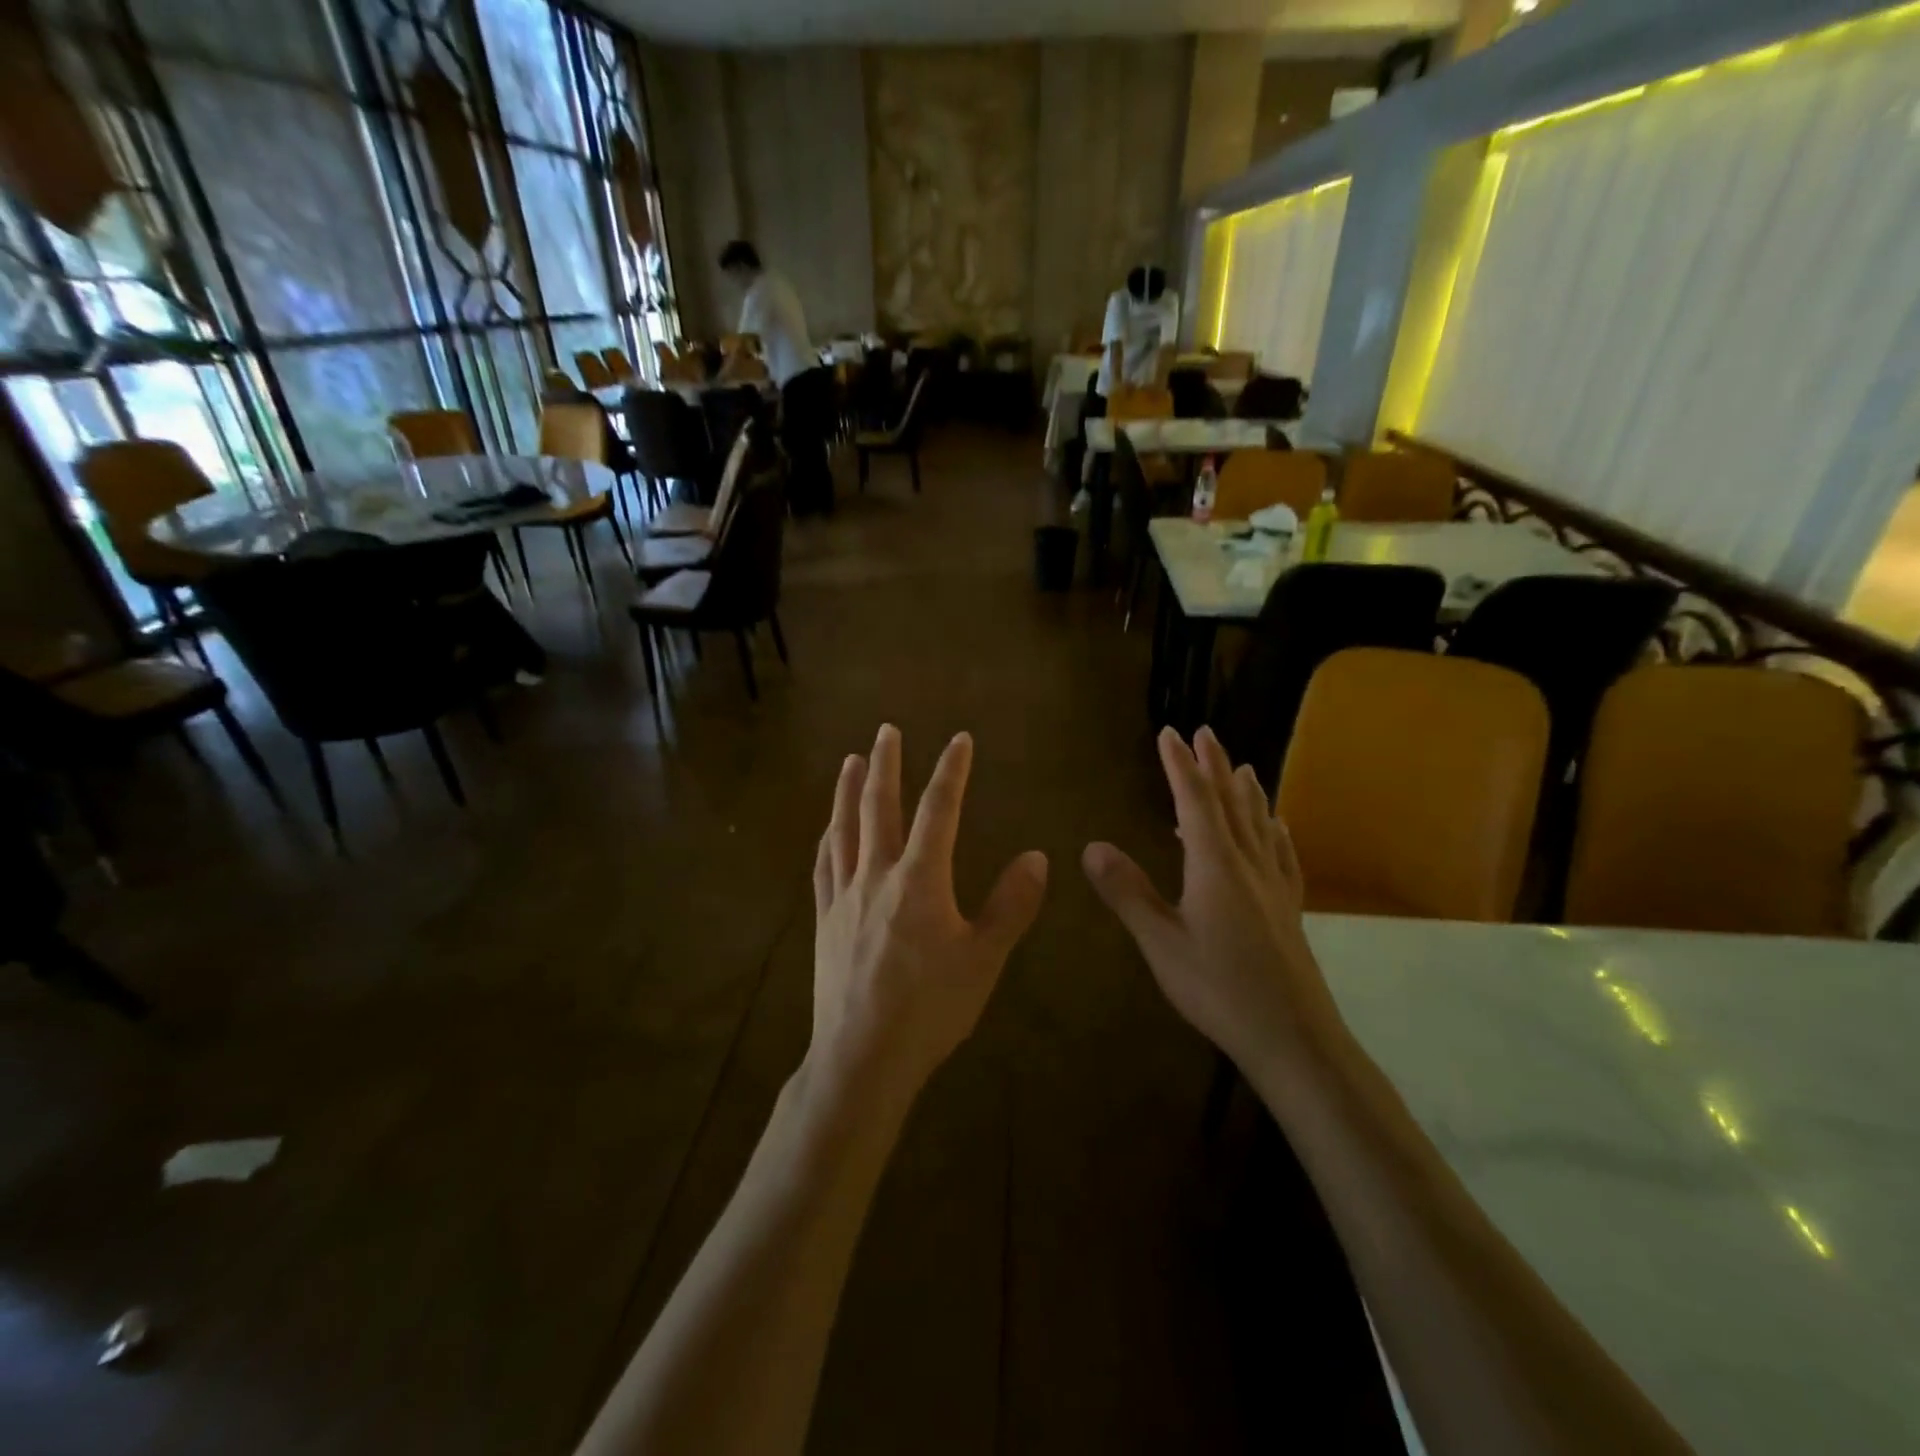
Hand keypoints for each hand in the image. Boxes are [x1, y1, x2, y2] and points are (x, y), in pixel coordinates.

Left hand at [809, 725, 1047, 1104]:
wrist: (863, 1057)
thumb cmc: (930, 1008)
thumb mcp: (984, 960)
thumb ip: (1011, 905)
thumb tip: (1037, 856)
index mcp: (919, 880)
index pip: (938, 811)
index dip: (951, 772)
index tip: (959, 740)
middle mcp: (877, 875)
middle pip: (879, 807)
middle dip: (886, 765)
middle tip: (886, 730)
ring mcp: (844, 897)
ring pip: (844, 829)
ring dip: (849, 791)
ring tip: (853, 761)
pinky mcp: (825, 920)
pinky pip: (823, 866)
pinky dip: (828, 838)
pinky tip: (828, 829)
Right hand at [1083, 726, 1340, 1075]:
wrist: (1293, 1039)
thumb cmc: (1218, 989)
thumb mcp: (1160, 943)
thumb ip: (1127, 892)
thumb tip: (1092, 845)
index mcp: (1215, 866)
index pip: (1195, 801)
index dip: (1180, 766)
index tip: (1170, 733)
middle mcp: (1248, 865)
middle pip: (1231, 803)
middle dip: (1215, 766)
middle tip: (1205, 733)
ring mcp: (1274, 886)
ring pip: (1260, 824)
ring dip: (1247, 791)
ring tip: (1242, 767)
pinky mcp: (1289, 909)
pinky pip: (1282, 856)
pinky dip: (1275, 832)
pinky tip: (1278, 828)